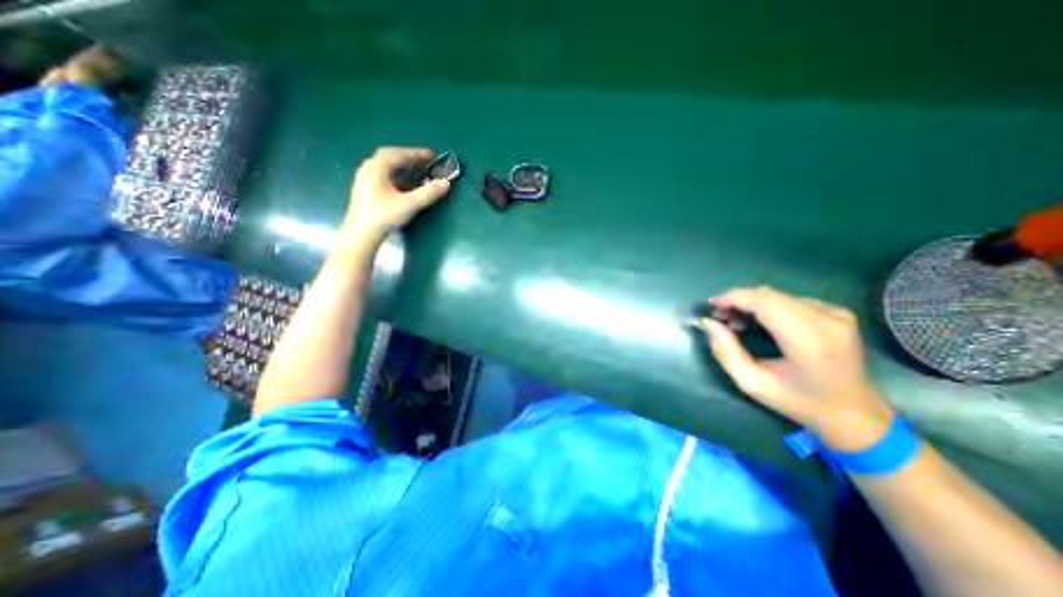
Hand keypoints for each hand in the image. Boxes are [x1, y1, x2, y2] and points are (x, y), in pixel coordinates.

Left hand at [344, 144, 451, 239]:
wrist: (362, 233)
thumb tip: (446, 183)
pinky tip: (405, 183)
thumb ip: (428, 193)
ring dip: (402, 166)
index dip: (415, 153)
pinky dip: (397, 174)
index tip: (430, 155)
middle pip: (390, 157)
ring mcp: (365, 179)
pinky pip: (383, 175)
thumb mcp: (409, 204)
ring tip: (417, 171)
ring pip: (386, 167)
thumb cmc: (384, 216)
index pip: (398, 154)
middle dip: (408, 158)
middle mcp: (369, 169)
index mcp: (376, 168)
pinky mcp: (366, 190)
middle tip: (424, 162)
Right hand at [704, 287, 894, 450]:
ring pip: (778, 296)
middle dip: (739, 300)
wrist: (854, 414)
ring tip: (737, 322)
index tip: (712, 304)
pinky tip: (760, 322)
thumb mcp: (751, 383)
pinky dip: (768, 306)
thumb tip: (709, 322)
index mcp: (809, 342)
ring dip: (752, 303)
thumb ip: (725, 351)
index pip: (766, 303)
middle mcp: (827, 321)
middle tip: (720, 316)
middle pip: (770, 295)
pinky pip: (791, 300)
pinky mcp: (838, 313)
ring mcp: (836, 314)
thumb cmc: (798, 402)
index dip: (735, 298)